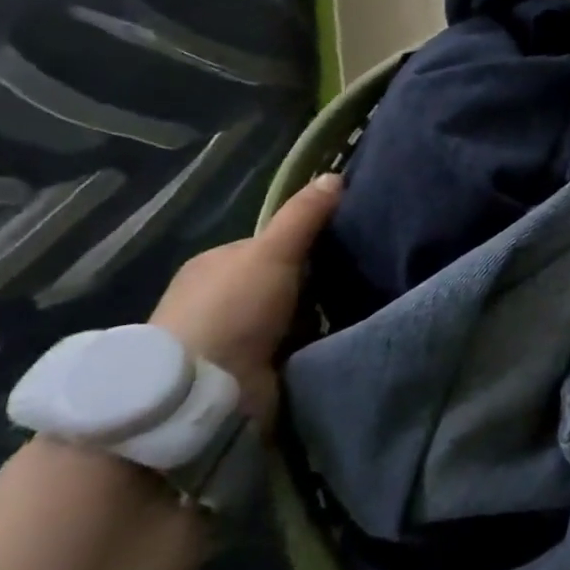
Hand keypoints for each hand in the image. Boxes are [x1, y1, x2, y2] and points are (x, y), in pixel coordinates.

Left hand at [149, 173, 340, 428]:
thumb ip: (303, 216)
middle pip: (284, 281)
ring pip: (292, 316)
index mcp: (215, 266)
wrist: (204, 393)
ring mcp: (233, 339)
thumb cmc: (232, 310)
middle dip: (317, 282)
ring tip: (364, 307)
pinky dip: (316, 345)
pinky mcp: (249, 373)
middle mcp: (220, 300)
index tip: (345, 246)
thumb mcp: (272, 251)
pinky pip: (294, 348)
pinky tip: (345, 336)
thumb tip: (335, 175)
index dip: (307, 243)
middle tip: (361, 277)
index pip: (271, 245)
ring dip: (320, 317)